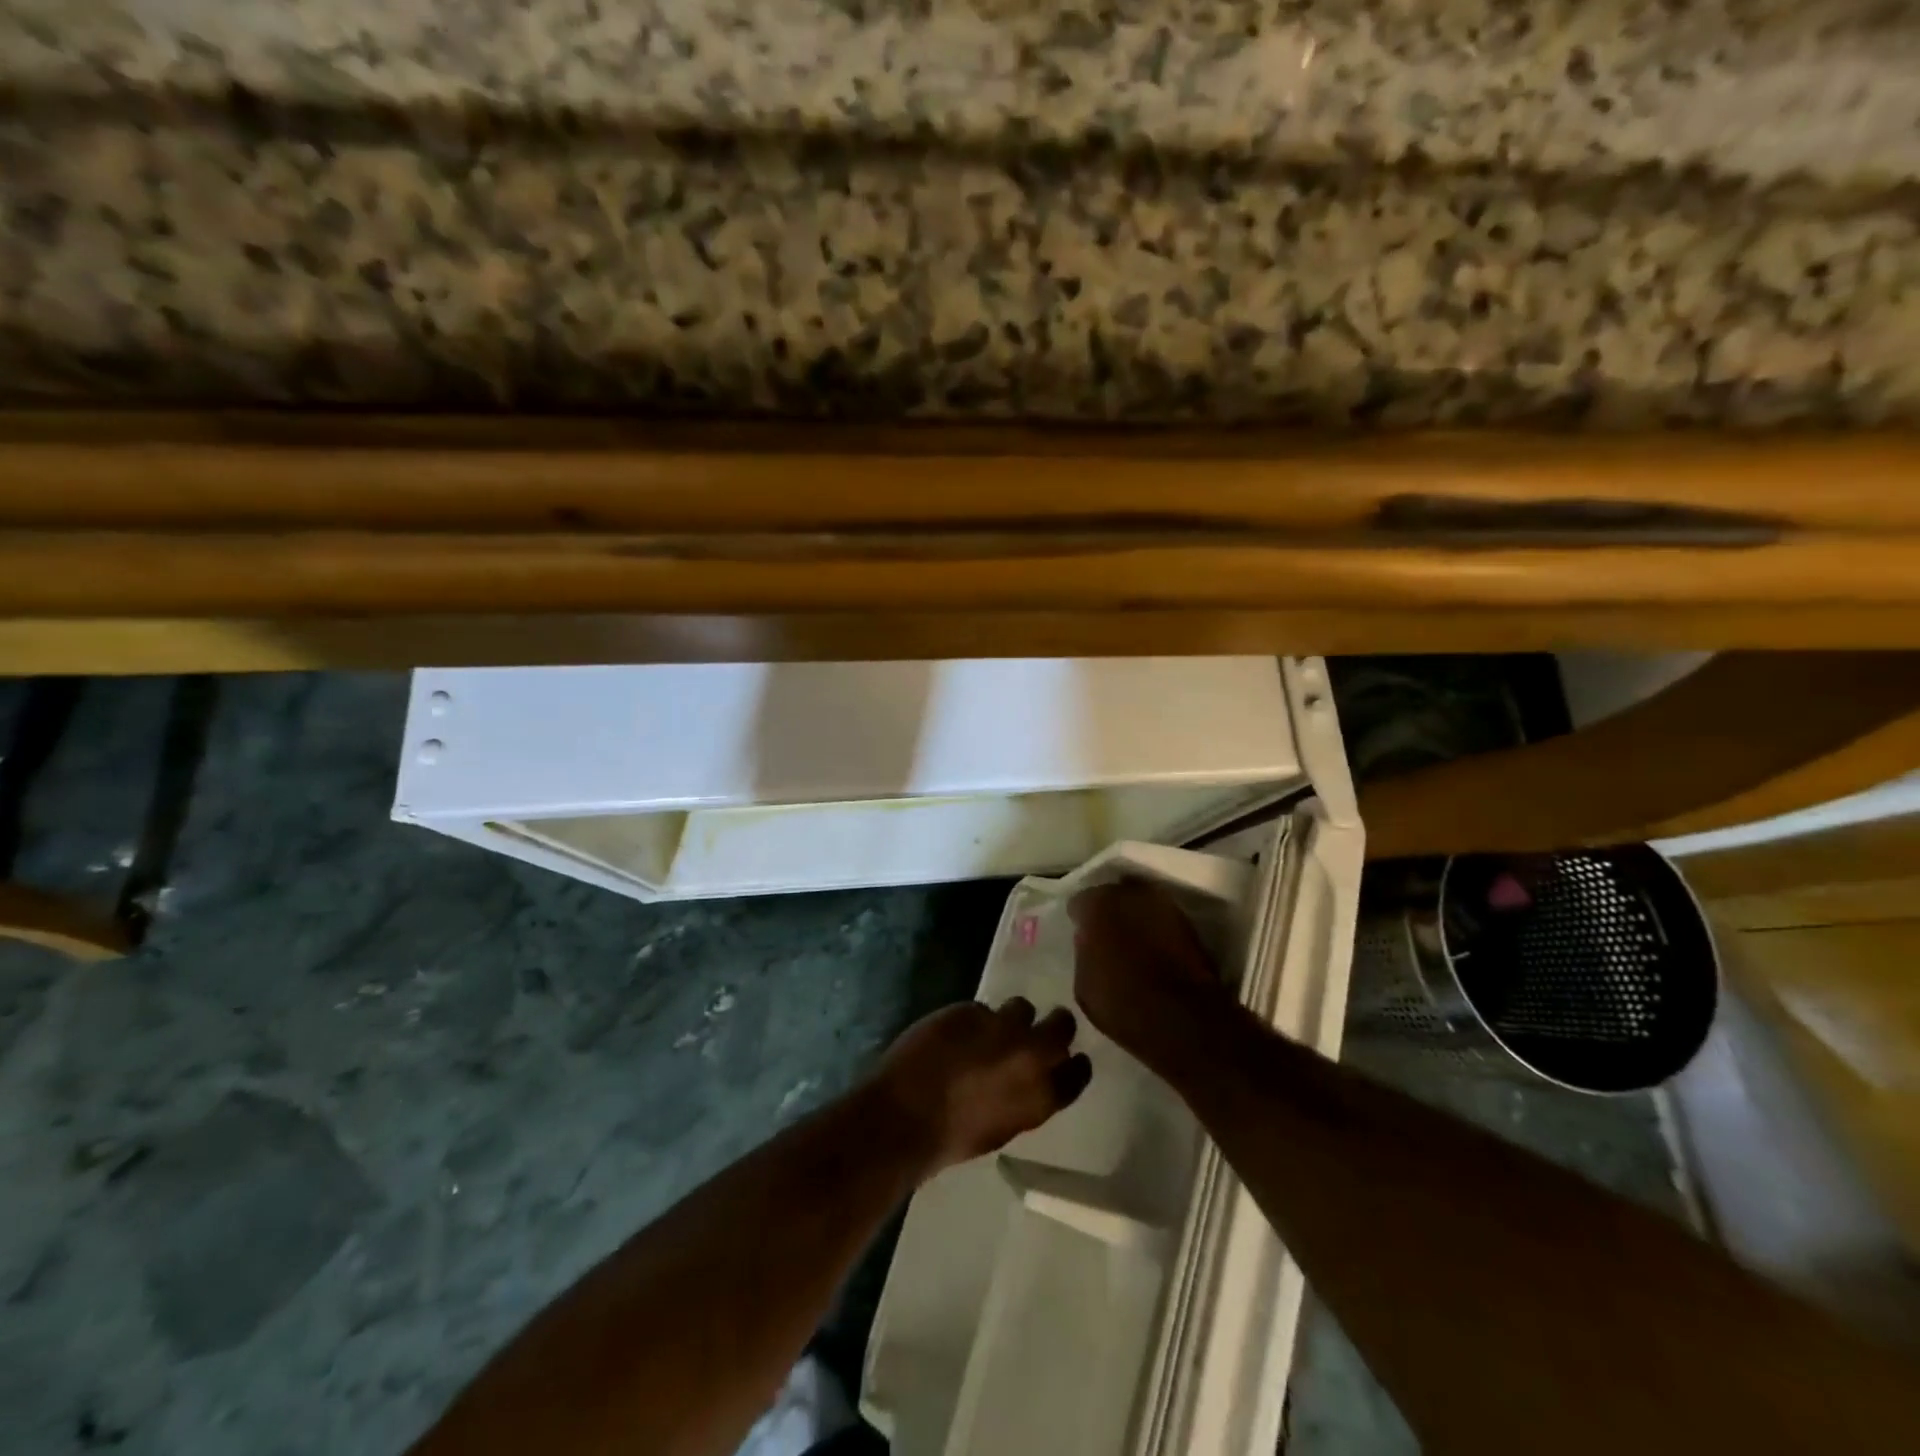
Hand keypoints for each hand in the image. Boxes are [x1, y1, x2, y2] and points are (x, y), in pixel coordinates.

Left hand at [870, 999, 1092, 1176]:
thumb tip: (1028, 1079)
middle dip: (1054, 1024)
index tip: (1067, 1058)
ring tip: (990, 1030)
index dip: (1073, 1063)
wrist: (906, 1116)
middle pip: (1062, 1024)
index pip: (1078, 1071)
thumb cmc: (952, 1139)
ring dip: (1011, 1018)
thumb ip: (1024, 1098)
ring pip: (1021, 1007)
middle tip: (1036, 1031)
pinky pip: (980, 1008)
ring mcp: (1000, 1026)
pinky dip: (971, 1020)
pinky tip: (953, 1035)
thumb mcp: (1003, 1126)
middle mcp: (1030, 1054)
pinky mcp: (969, 1009)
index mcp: (1042, 1096)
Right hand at [1069, 878, 1226, 1072]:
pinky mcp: (1188, 922)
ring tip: (1132, 939)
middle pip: (1113, 894)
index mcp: (1096, 905)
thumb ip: (1084, 952)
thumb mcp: (1084, 984)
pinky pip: (1161, 918)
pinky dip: (1156, 928)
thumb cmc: (1122, 1003)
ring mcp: (1162, 904)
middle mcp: (1129, 894)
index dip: (1080, 918)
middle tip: (1107, 933)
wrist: (1183, 1019)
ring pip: (1140, 902)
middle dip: (1109, 910)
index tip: (1081, 933)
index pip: (1080, 901)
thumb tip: (1089, 939)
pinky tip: (1153, 947)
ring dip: (1135, 916)